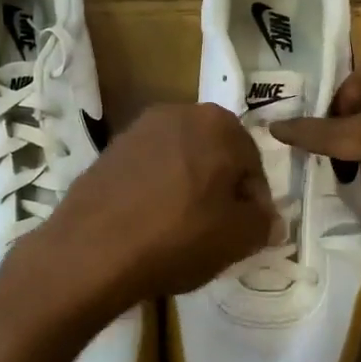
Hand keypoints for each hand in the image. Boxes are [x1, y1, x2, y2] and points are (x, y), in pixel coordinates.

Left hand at [12, 102, 275, 316]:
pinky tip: (149, 223)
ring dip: (187, 187)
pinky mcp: (109, 149)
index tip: (246, 232)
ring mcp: (139, 128)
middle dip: (220, 189)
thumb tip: (268, 220)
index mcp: (219, 123)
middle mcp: (179, 112)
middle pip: (215, 155)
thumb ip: (263, 223)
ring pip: (181, 160)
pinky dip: (156, 189)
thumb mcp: (238, 238)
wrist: (92, 249)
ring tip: (180, 229)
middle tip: (216, 230)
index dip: (254, 202)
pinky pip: (148, 169)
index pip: (252, 164)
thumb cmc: (178, 237)